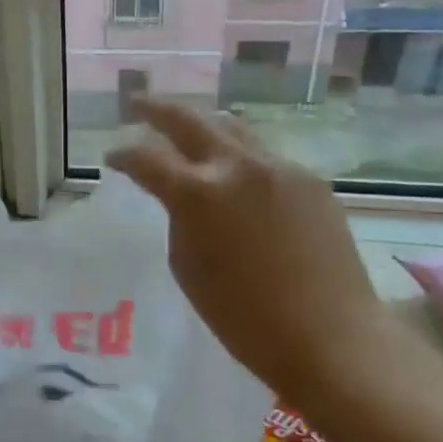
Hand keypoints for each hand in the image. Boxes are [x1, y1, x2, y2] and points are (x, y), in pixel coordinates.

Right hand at [106, 100, 387, 401]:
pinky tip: (236, 176)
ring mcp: (281, 170)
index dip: (123, 156)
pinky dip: (240, 158)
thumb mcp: (187, 266)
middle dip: (158, 110)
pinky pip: (266, 158)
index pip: (147, 159)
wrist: (331, 337)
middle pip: (190, 120)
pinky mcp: (312, 182)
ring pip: (234, 131)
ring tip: (187, 129)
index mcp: (198, 193)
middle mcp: (239, 167)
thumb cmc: (243, 316)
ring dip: (204, 127)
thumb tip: (183, 198)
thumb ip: (178, 219)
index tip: (111, 158)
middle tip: (138, 104)